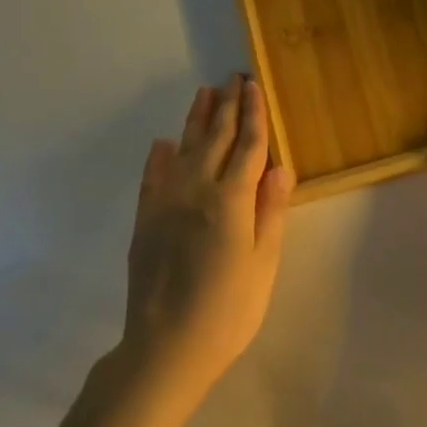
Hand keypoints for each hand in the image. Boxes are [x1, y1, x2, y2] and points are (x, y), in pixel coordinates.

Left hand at [119, 75, 292, 410]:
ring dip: (196, 119)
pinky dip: (158, 157)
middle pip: (216, 138)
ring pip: (184, 148)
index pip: (248, 144)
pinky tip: (162, 143)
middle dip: (227, 106)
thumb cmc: (228, 309)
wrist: (165, 348)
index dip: (254, 113)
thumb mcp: (263, 263)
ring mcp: (166, 202)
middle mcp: (197, 189)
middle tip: (233, 77)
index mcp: (231, 199)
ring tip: (204, 93)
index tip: (254, 85)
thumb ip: (270, 211)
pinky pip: (152, 177)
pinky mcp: (145, 220)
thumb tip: (281, 166)